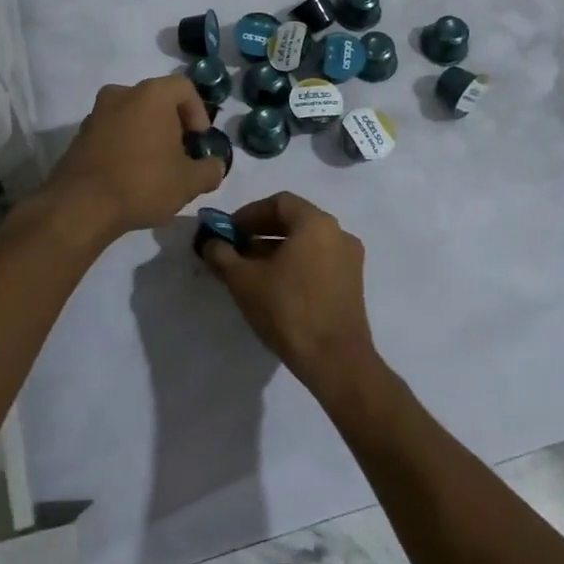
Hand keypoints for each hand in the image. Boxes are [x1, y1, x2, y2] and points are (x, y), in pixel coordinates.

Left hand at [44, 76, 223, 238]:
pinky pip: (112, 132)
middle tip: (180, 156)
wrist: (80, 206)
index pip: (184, 88)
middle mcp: (122, 93)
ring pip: (133, 116)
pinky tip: (130, 175)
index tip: (198, 142)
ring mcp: (96, 113)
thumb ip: (210, 170)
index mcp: (151, 94)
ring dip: (148, 135)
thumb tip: (214, 166)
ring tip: (155, 168)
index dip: (198, 113)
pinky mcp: (79, 135)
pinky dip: (125, 145)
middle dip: (173, 125)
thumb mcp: (189, 182)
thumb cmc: (142, 183)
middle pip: (157, 100)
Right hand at [197, 192, 380, 399]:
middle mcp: (338, 233)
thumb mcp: (243, 281)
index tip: (229, 232)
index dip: (249, 214)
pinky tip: (275, 288)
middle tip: (235, 250)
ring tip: (251, 272)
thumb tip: (210, 242)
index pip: (278, 202)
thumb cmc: (288, 310)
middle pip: (294, 221)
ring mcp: (349, 259)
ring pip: (306, 243)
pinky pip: (318, 261)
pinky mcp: (352, 284)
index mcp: (316, 223)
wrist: (335, 361)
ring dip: (277, 250)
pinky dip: (295, 264)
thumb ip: (222, 255)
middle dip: (261, 232)